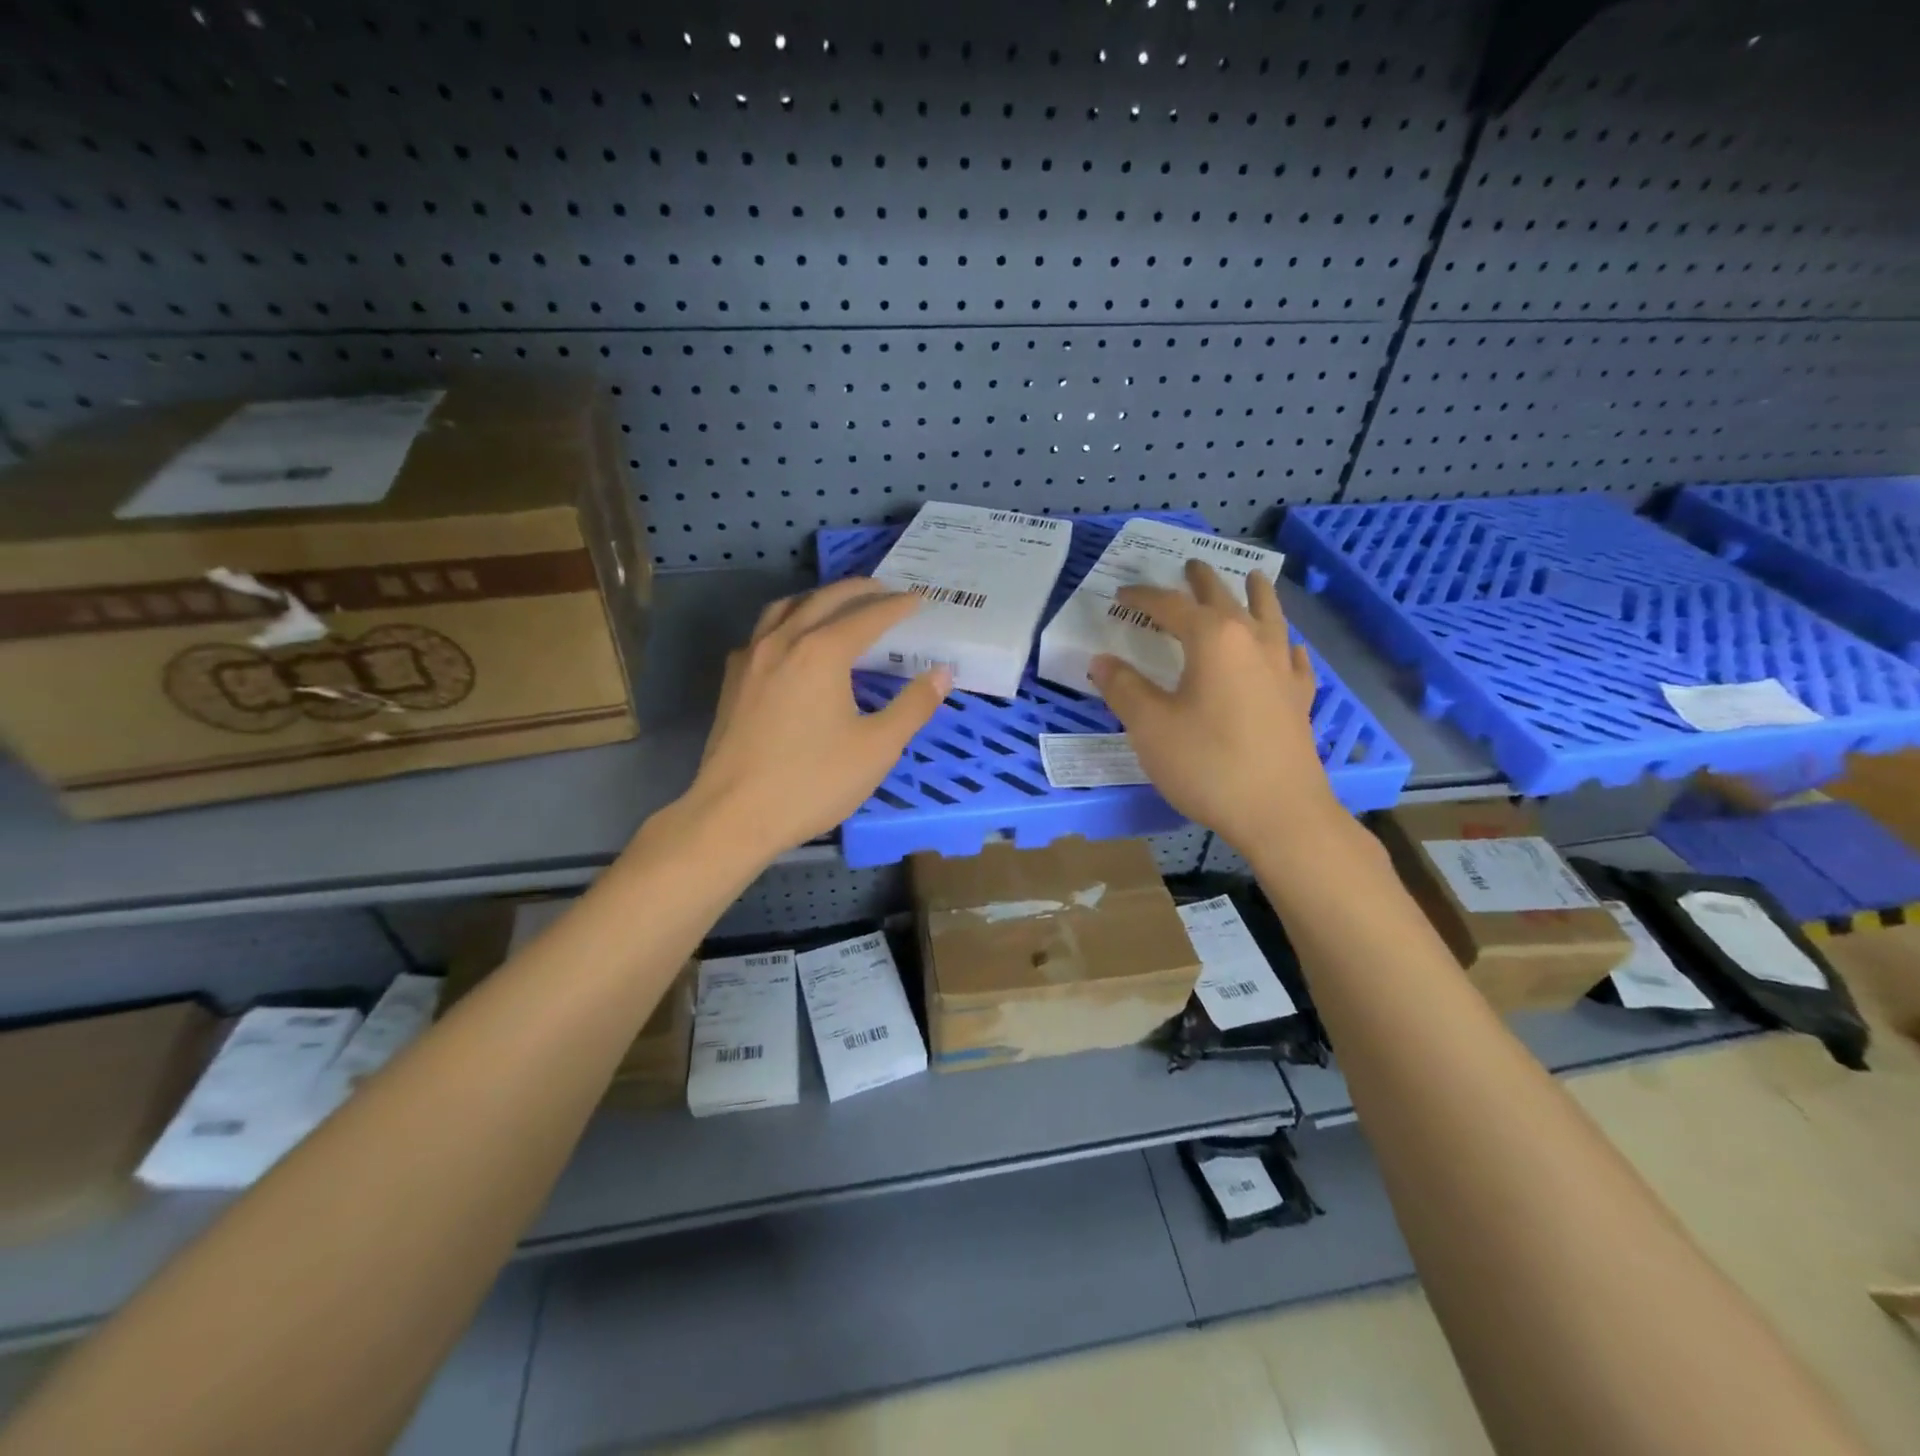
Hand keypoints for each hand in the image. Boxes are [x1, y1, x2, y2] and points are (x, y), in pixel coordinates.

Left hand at [687, 579, 951, 862]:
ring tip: (837, 606)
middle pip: (824, 600)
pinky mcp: (733, 680)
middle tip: (884, 590)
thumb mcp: (877, 748)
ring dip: (817, 599)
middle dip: (858, 590)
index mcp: (822, 652)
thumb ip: (913, 706)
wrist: (734, 815)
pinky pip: (762, 632)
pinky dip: (786, 622)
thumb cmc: (812, 782)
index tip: (919, 600)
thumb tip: (942, 673)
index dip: (897, 606)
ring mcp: (751, 658)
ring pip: (786, 608)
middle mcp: (784, 642)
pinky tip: (792, 643)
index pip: (868, 616)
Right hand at [1089, 559, 1338, 854]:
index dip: (1143, 598)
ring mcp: (1281, 669)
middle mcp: (1252, 642)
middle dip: (1203, 581)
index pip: (1171, 606)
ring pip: (1270, 617)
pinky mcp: (1299, 698)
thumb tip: (1101, 661)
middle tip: (1190, 565)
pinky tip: (1287, 647)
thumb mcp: (1150, 727)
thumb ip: (1124, 689)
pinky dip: (1283, 643)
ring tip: (1253, 578)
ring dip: (1256, 595)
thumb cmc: (1207, 764)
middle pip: (1225, 599)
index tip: (1120, 595)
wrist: (1279, 812)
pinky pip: (1292, 656)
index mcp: (1213, 640)